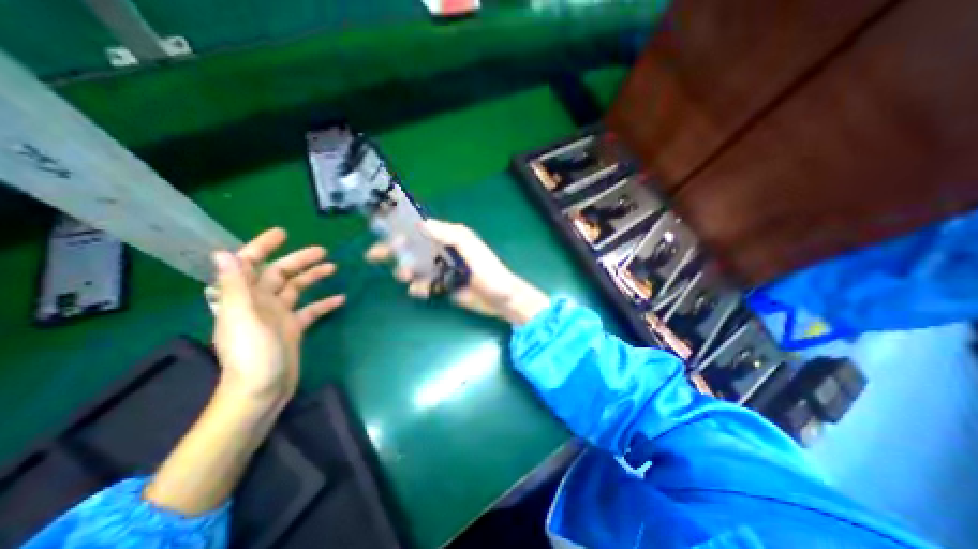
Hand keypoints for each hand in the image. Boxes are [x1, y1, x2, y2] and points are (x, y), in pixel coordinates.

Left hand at [207, 227, 341, 407]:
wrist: (262, 391)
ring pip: (297, 289)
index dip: (263, 247)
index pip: (250, 264)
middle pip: (280, 274)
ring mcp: (279, 316)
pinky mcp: (294, 328)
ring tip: (333, 268)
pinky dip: (324, 303)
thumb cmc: (252, 355)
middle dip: (299, 260)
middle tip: (323, 251)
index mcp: (245, 298)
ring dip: (313, 277)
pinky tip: (340, 299)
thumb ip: (236, 287)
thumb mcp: (243, 318)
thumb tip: (224, 253)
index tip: (283, 234)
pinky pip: (311, 310)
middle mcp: (261, 303)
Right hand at [366, 218, 548, 325]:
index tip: (383, 234)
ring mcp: (442, 269)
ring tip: (407, 277)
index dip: (401, 230)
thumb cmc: (488, 270)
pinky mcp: (443, 285)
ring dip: (406, 272)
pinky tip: (422, 291)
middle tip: (375, 256)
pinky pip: (424, 284)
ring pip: (415, 267)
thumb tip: (421, 224)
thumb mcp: (470, 247)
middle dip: (394, 251)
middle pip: (413, 248)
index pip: (421, 229)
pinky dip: (419, 287)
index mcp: (449, 237)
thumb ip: (449, 234)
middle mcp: (443, 251)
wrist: (500, 298)